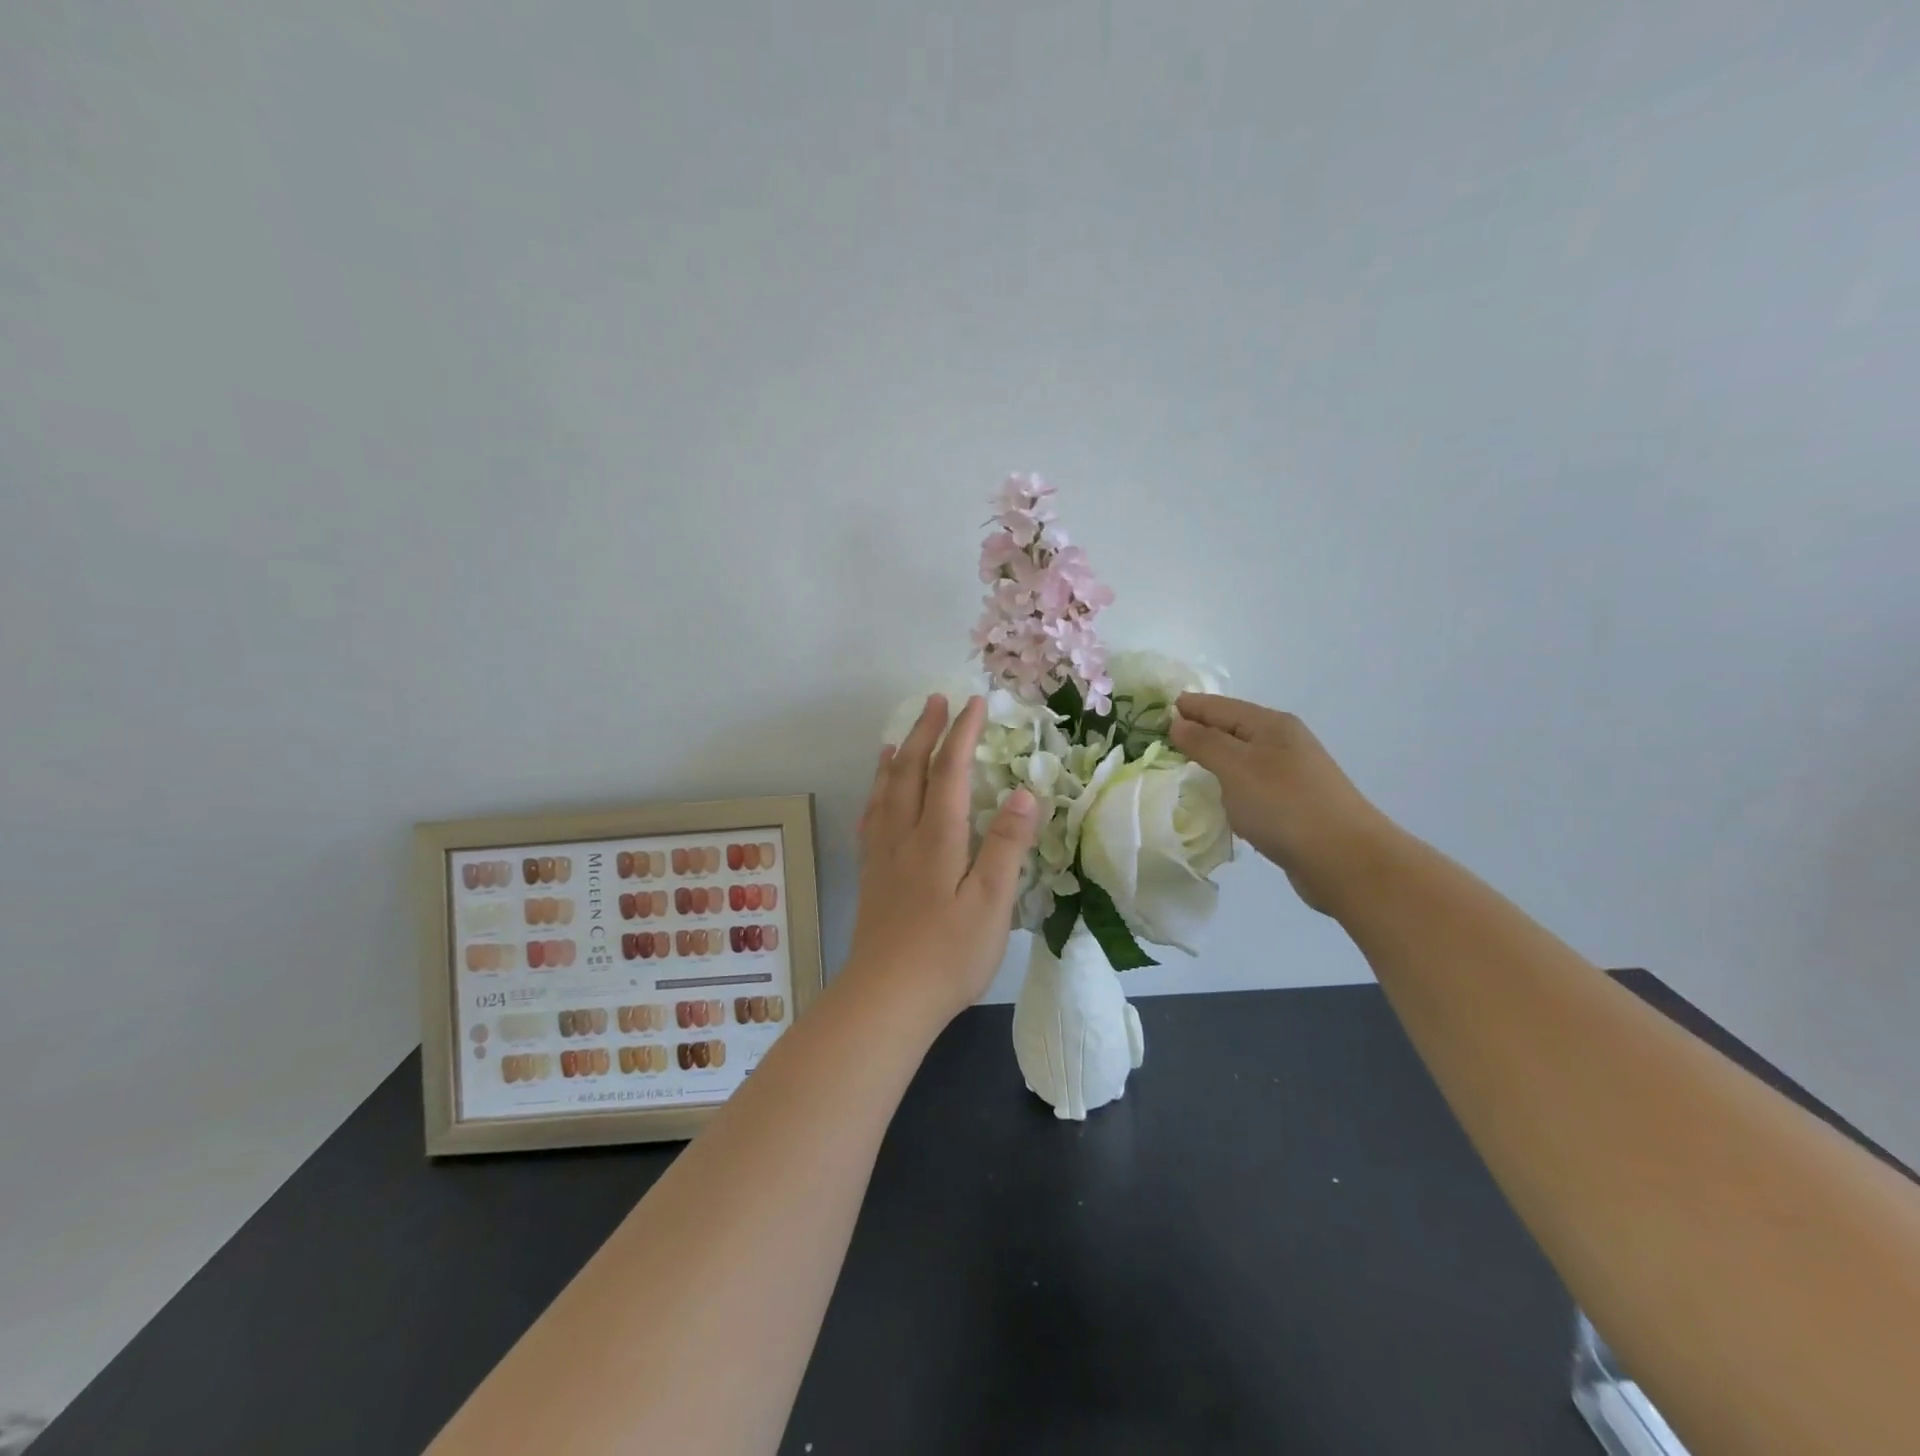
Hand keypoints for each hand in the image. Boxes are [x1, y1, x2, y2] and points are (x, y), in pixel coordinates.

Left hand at [844, 694, 1039, 1025]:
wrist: (887, 999)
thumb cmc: (948, 954)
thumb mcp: (992, 902)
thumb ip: (1007, 845)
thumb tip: (1025, 792)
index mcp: (937, 838)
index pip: (950, 771)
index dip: (963, 734)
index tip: (975, 703)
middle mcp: (904, 836)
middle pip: (910, 771)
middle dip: (925, 732)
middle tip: (936, 701)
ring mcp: (881, 857)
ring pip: (885, 792)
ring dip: (895, 757)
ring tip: (897, 736)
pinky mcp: (871, 878)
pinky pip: (870, 820)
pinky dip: (875, 795)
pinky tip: (876, 798)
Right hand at [1169, 693, 1396, 916]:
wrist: (1344, 859)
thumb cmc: (1284, 805)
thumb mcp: (1236, 767)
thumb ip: (1204, 742)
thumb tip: (1178, 722)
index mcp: (1271, 725)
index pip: (1219, 706)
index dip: (1188, 707)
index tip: (1153, 711)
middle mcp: (1284, 743)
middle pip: (1232, 729)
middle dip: (1199, 731)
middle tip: (1160, 740)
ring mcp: (1291, 774)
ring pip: (1242, 759)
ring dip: (1214, 760)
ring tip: (1182, 768)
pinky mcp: (1293, 805)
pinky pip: (1251, 786)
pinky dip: (1230, 787)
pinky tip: (1217, 800)